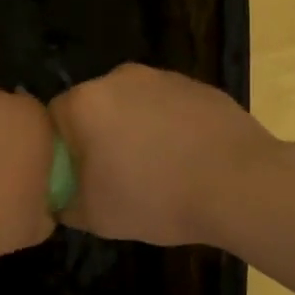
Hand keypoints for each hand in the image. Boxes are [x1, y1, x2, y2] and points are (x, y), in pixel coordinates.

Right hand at [48, 64, 279, 246]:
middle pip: (93, 108)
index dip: (62, 152)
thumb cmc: (157, 198)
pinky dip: (170, 128)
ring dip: (135, 130)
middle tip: (116, 177)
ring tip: (158, 170)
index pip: (53, 121)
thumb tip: (61, 196)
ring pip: (132, 105)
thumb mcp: (96, 217)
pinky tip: (187, 159)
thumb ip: (64, 203)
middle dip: (99, 137)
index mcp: (85, 102)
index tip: (79, 179)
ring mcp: (163, 77)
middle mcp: (119, 77)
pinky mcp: (199, 85)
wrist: (241, 185)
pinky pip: (168, 107)